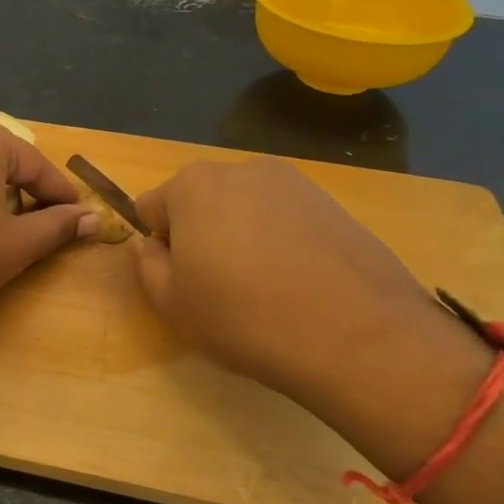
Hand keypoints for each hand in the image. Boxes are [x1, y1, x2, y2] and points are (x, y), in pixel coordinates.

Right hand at [130, 157, 482, 431]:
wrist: (355, 334)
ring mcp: (294, 183)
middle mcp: (242, 169)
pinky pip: (287, 219)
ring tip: (265, 287)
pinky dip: (282, 242)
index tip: (180, 280)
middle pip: (201, 201)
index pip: (151, 208)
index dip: (159, 246)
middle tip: (219, 285)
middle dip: (201, 234)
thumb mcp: (172, 303)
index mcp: (192, 185)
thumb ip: (148, 266)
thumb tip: (153, 247)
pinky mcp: (334, 203)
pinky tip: (299, 283)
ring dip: (242, 236)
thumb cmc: (243, 316)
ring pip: (246, 209)